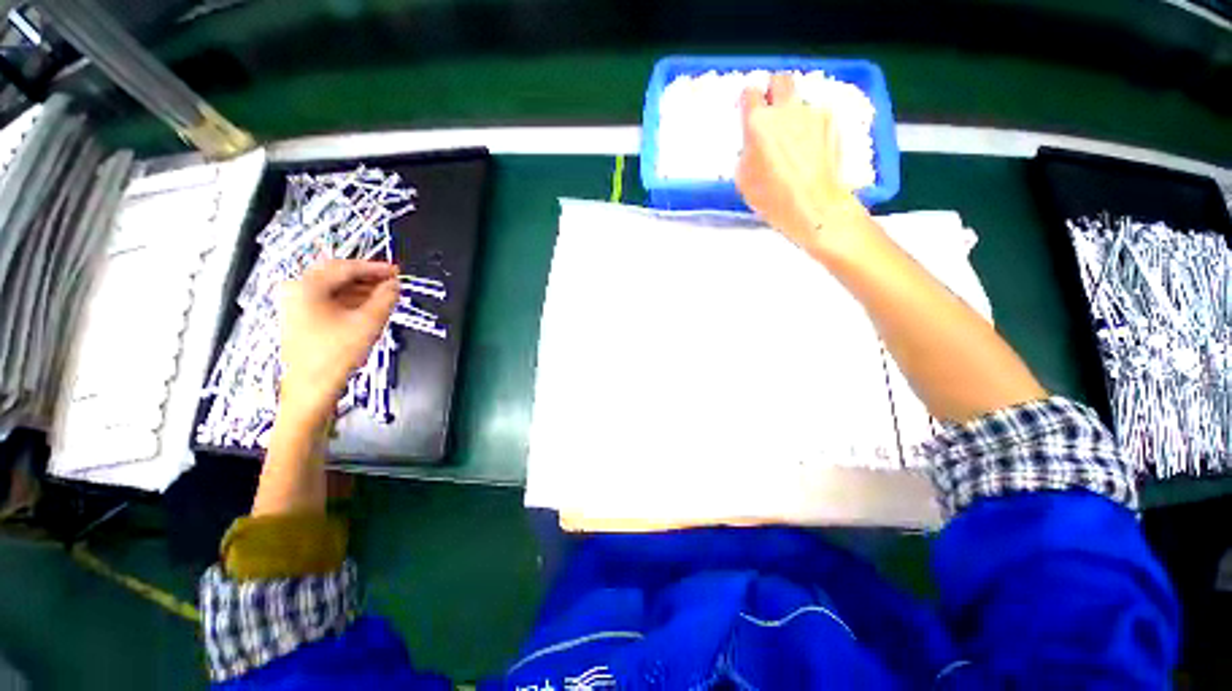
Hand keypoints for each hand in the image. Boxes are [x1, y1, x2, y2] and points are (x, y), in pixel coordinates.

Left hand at [278, 259, 398, 416]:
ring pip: (333, 287)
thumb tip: (395, 285)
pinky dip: (350, 300)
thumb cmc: (336, 354)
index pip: (346, 267)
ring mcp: (295, 305)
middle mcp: (296, 290)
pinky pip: (328, 300)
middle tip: (392, 281)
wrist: (311, 389)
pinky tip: (368, 306)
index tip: (397, 271)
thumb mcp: (368, 322)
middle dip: (367, 277)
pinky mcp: (300, 318)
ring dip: (360, 289)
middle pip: (337, 274)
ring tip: (385, 294)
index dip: (375, 268)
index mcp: (307, 286)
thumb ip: (385, 298)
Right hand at [736, 73, 870, 255]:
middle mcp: (786, 110)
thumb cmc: (771, 197)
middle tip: (771, 111)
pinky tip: (810, 151)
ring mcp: (812, 113)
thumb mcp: (743, 178)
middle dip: (774, 90)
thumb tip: (753, 143)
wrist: (813, 203)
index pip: (750, 92)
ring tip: (794, 142)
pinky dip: (810, 128)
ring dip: (794, 114)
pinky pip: (815, 117)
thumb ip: (746, 151)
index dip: (748, 100)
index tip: (748, 111)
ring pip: (799, 102)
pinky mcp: (831, 122)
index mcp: (758, 123)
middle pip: (780, 80)